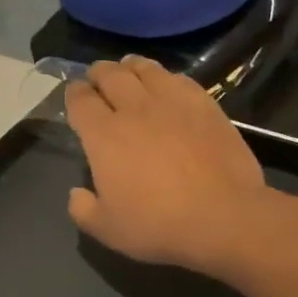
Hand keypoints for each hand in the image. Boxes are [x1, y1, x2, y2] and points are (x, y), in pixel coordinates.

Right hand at [65, 56, 269, 276]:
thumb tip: (76, 193)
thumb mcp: (106, 229)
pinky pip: (179, 78)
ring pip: (145, 68)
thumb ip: (82, 209)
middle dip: (98, 73)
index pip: (80, 100)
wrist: (224, 218)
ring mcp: (172, 103)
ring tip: (128, 70)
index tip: (74, 95)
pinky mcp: (205, 105)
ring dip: (131, 67)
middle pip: (110, 75)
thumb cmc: (158, 224)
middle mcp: (134, 109)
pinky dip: (166, 77)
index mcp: (103, 135)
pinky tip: (167, 84)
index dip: (73, 94)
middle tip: (97, 78)